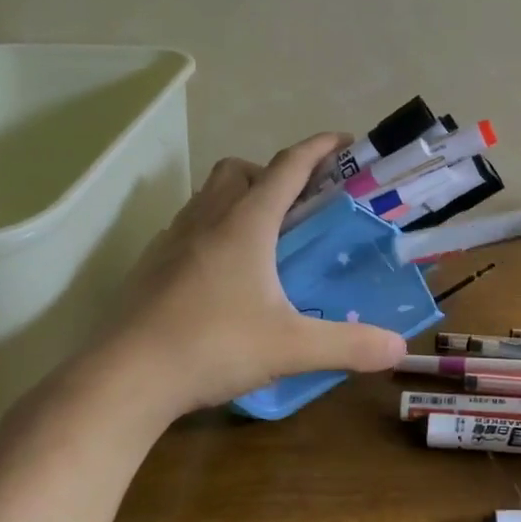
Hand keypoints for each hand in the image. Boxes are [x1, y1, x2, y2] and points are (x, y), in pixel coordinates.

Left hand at [72, 133, 407, 416]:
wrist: (123, 380)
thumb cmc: (211, 347)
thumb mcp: (291, 347)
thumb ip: (348, 345)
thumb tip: (397, 347)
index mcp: (245, 224)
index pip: (288, 166)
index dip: (319, 148)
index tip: (345, 141)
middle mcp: (207, 220)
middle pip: (239, 170)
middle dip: (273, 173)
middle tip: (299, 207)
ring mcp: (172, 240)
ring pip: (208, 195)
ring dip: (239, 198)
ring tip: (265, 239)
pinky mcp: (151, 265)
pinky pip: (188, 226)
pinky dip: (213, 230)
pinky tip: (225, 273)